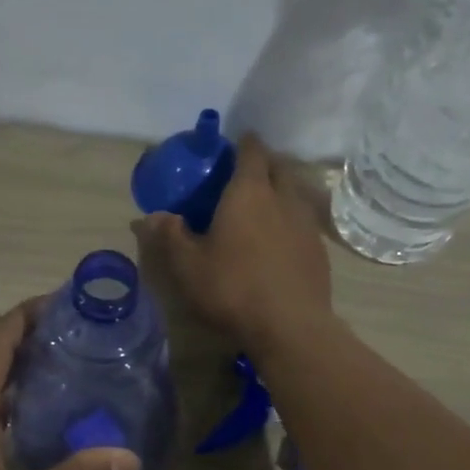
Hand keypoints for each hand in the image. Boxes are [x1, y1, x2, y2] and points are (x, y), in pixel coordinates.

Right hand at [135, 134, 333, 360]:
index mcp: (249, 192)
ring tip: (262, 208)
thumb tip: (150, 216)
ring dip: (279, 193)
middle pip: (277, 167)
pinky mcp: (319, 250)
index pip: (251, 151)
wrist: (290, 326)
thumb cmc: (232, 288)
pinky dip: (290, 222)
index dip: (243, 144)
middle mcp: (283, 198)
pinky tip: (279, 242)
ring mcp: (306, 223)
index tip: (233, 145)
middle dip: (263, 165)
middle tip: (243, 177)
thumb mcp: (188, 265)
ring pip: (294, 194)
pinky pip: (303, 222)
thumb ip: (170, 236)